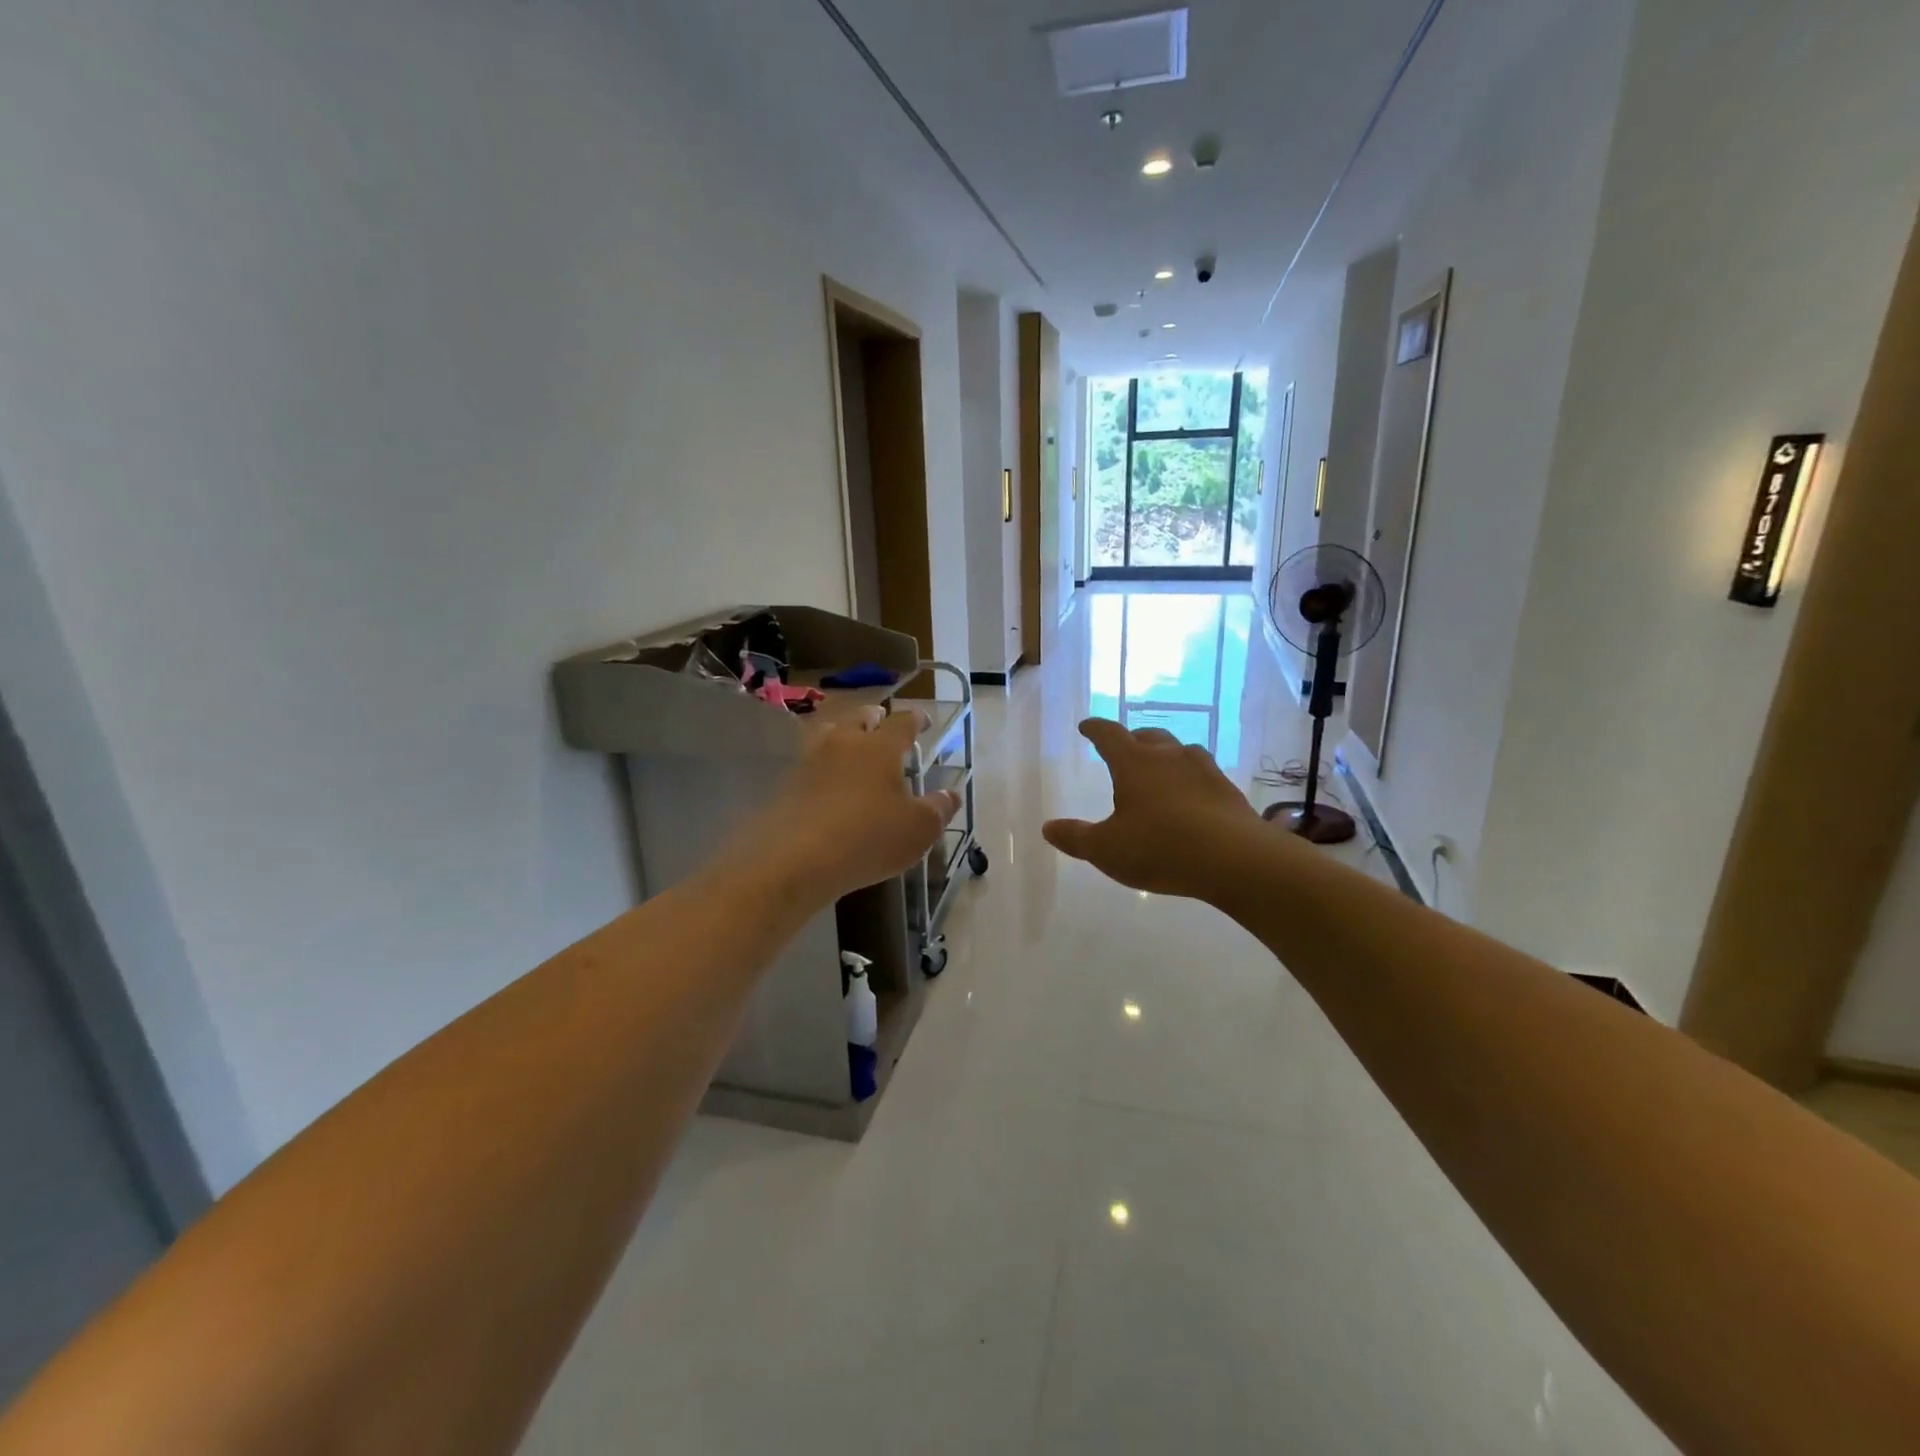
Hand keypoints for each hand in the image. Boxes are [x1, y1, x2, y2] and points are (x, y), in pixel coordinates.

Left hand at [735, 707, 959, 904]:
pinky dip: (824, 765)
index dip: (915, 719)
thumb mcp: (918, 829)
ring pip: (829, 734)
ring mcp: (811, 760)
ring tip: (852, 746)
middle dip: (875, 719)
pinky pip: (811, 763)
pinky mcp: (788, 783)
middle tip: (883, 724)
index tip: (923, 721)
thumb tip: (950, 794)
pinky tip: (829, 782)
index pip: (902, 722)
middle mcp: (844, 743)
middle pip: (860, 718)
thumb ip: (938, 809)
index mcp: (880, 747)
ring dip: (843, 735)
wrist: (797, 859)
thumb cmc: (869, 837)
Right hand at [1043, 719, 1262, 897]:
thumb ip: (1076, 837)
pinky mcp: (1228, 789)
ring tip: (1160, 771)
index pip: (1109, 735)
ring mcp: (1203, 769)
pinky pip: (1203, 773)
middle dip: (1132, 739)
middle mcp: (1169, 757)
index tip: (1086, 726)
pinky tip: (1191, 797)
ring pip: (1180, 751)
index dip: (1095, 729)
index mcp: (1134, 763)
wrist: (1235, 859)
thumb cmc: (1160, 848)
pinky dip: (1190, 778)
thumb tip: (1048, 827)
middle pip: (1148, 736)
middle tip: (1124, 749)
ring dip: (1166, 755)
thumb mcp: (1107, 849)